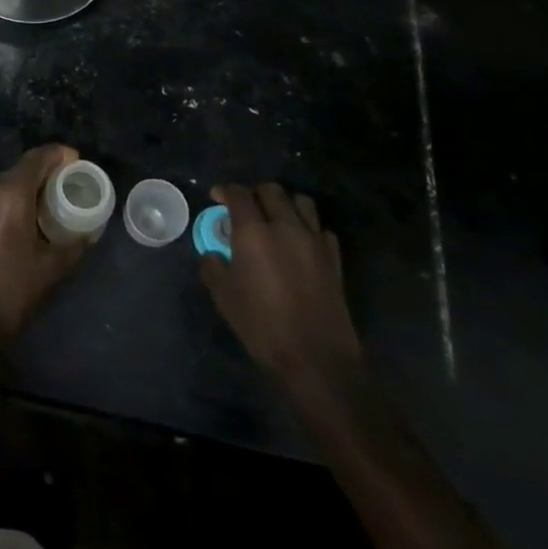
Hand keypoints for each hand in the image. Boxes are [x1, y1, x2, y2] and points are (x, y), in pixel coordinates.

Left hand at [0, 144, 86, 341]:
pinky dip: (11, 200)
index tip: (76, 160)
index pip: (36, 159)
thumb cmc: (9, 292)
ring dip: (27, 187)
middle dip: (45, 173)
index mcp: (9, 194)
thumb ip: (73, 245)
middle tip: (68, 185)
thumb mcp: (50, 269)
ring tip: (50, 203)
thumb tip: (89, 232)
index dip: (58, 155)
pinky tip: (26, 218)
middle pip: (20, 169)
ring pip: (5, 184)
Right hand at [201, 184, 363, 397]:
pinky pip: (320, 228)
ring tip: (275, 219)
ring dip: (284, 204)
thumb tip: (214, 254)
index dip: (225, 191)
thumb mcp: (224, 296)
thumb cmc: (262, 325)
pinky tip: (299, 243)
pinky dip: (308, 228)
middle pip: (271, 190)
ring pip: (301, 202)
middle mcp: (285, 227)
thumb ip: (213, 266)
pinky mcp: (334, 258)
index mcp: (254, 232)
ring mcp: (314, 240)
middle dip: (254, 194)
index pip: (239, 194)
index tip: (217, 197)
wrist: (316, 358)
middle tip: (244, 208)